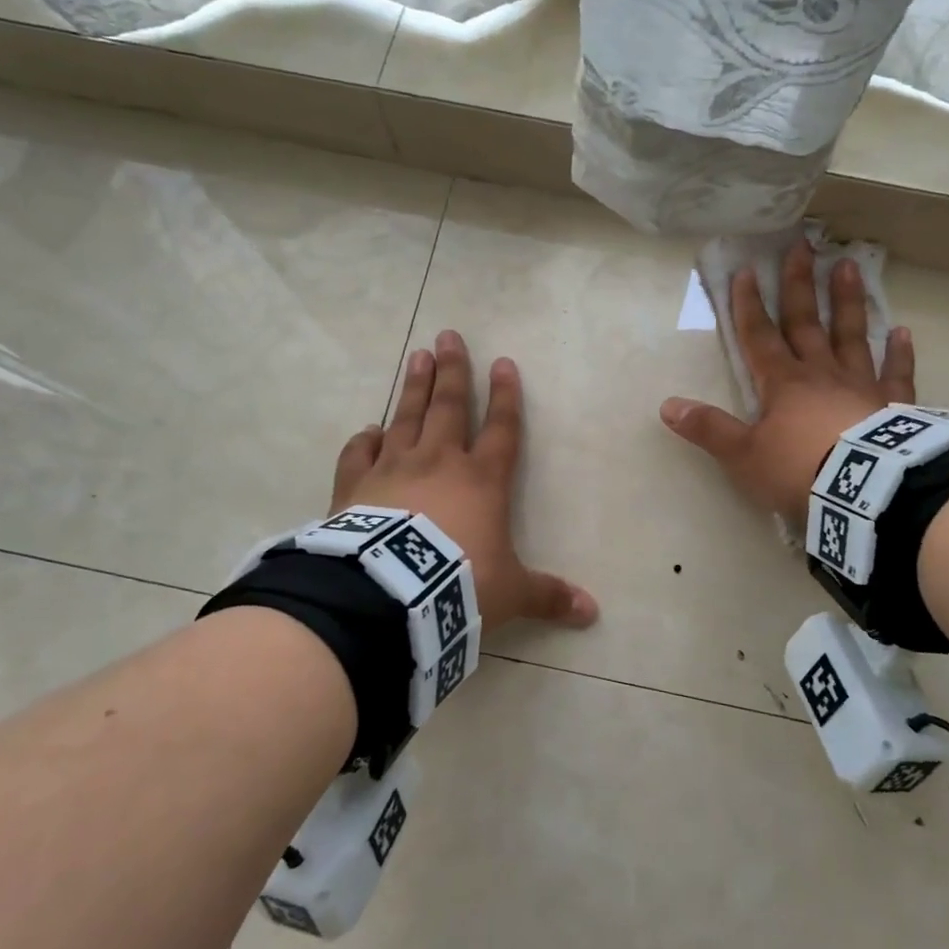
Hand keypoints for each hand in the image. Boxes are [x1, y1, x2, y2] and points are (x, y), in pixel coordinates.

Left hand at [331, 329, 597, 634]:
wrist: (391, 594)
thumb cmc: (460, 584)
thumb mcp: (511, 593)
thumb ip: (548, 596)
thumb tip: (592, 612)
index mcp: (483, 480)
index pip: (503, 428)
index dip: (506, 396)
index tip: (504, 363)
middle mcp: (440, 462)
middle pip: (450, 407)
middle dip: (454, 371)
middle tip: (449, 336)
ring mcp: (394, 469)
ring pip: (406, 417)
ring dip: (415, 386)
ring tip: (418, 356)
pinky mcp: (356, 486)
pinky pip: (360, 454)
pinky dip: (364, 440)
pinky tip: (368, 430)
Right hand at [660, 238, 914, 522]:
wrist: (865, 492)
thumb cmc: (799, 470)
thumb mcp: (743, 455)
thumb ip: (709, 429)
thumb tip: (667, 406)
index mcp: (782, 383)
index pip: (759, 336)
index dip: (749, 305)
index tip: (746, 271)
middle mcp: (820, 373)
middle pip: (806, 323)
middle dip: (799, 285)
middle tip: (802, 245)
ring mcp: (860, 385)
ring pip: (851, 335)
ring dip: (847, 302)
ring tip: (847, 266)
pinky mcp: (894, 405)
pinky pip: (897, 374)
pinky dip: (899, 354)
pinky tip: (902, 332)